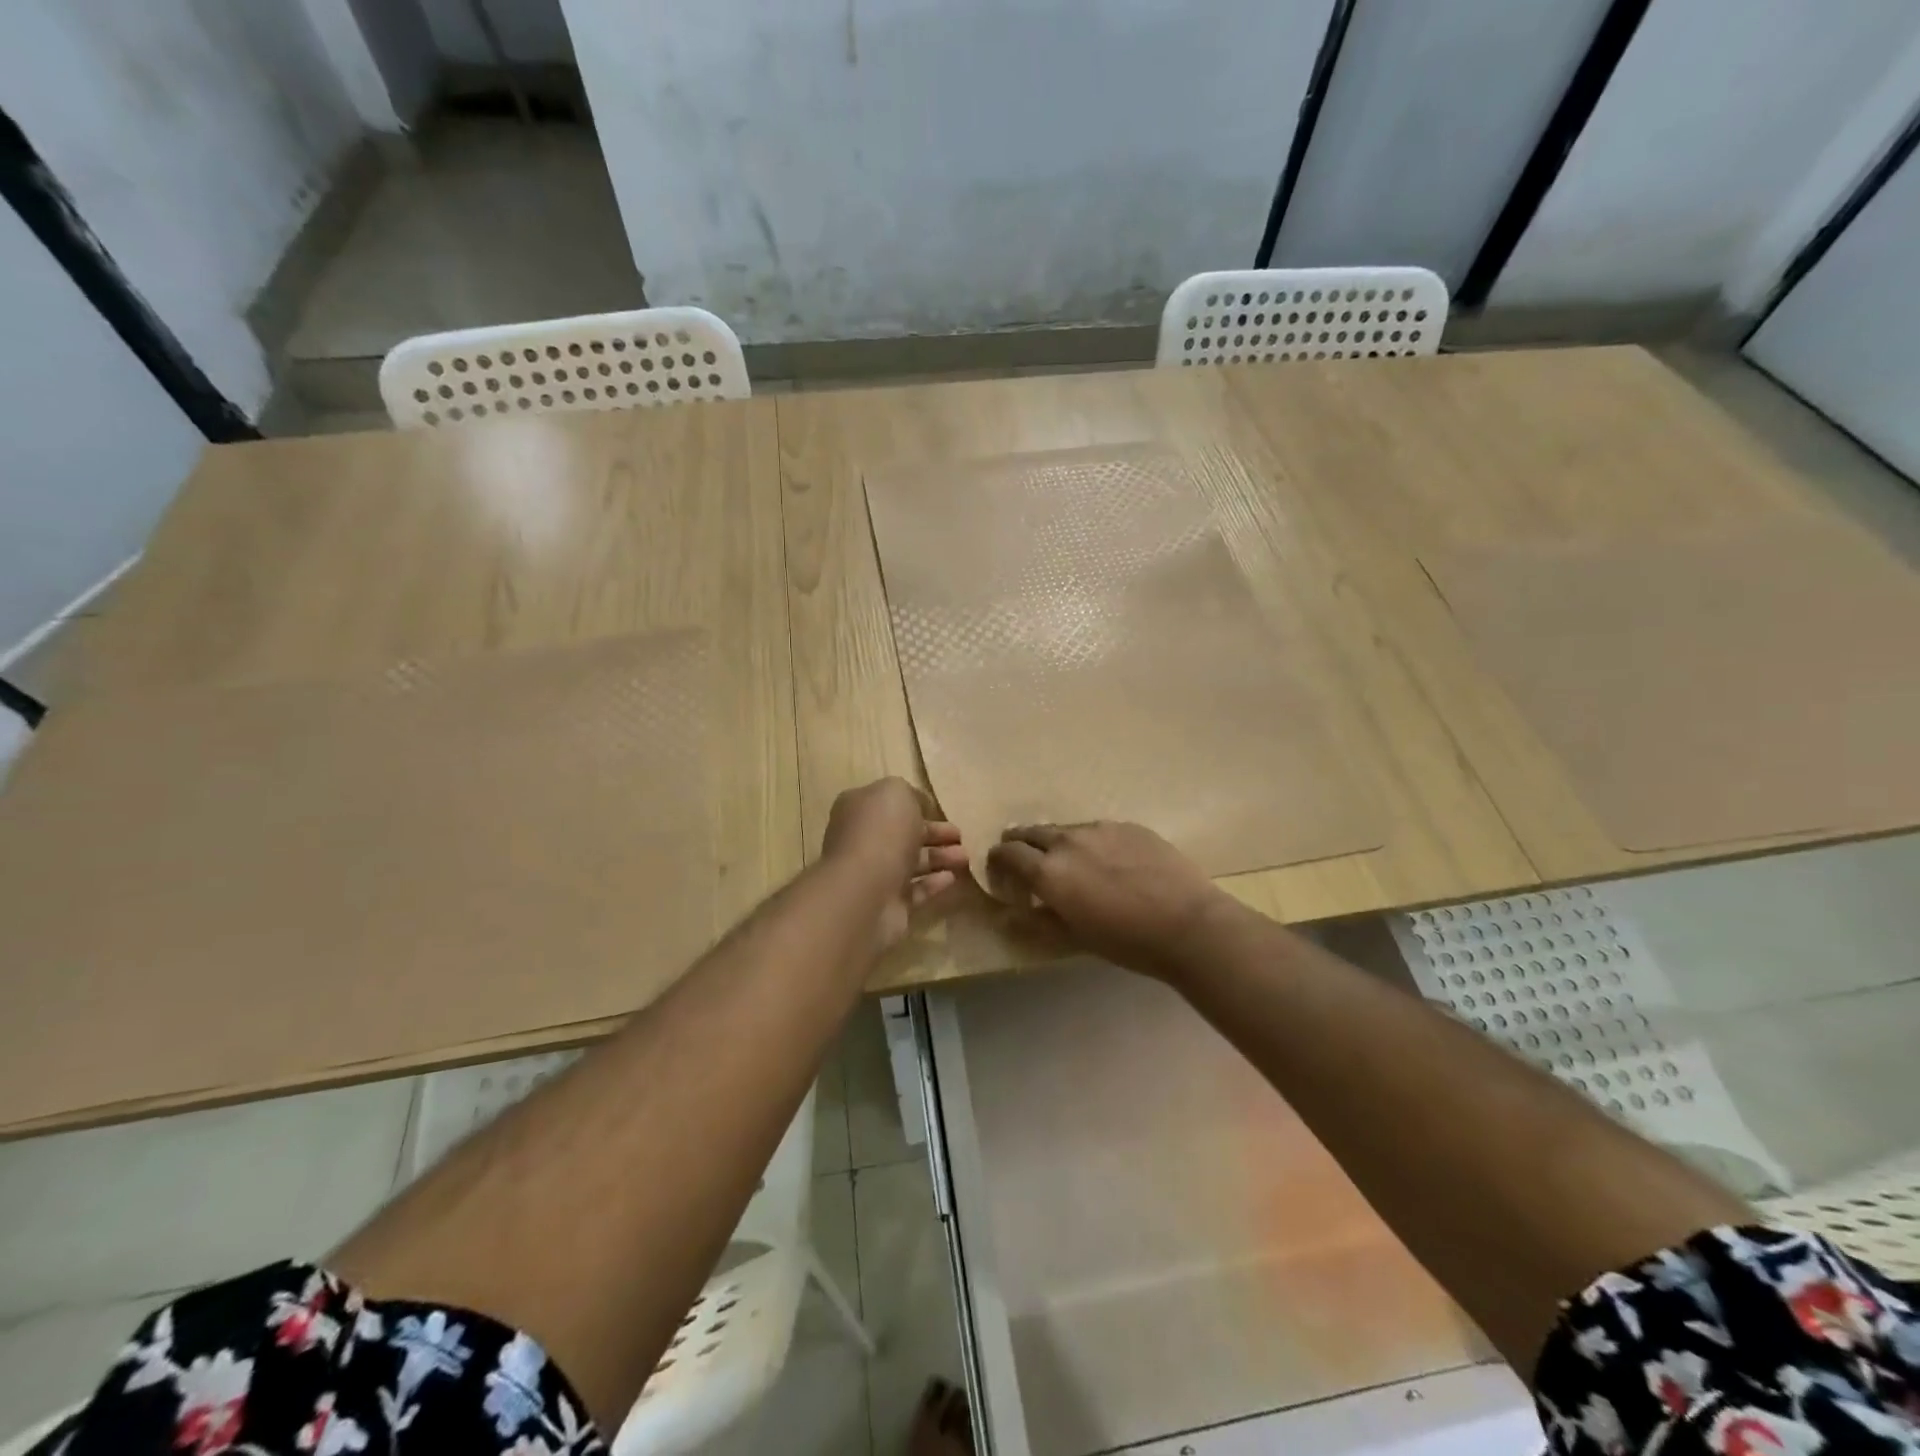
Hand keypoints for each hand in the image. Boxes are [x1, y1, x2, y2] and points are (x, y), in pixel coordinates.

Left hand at [821, 778, 967, 950]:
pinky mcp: (888, 904)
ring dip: (939, 858)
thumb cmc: (881, 833)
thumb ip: (909, 793)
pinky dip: (933, 883)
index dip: (915, 805)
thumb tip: (919, 805)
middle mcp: (863, 841)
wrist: (864, 893)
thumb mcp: (896, 792)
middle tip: (961, 836)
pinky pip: (915, 890)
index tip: (940, 808)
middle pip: (903, 834)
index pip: (889, 804)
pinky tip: (952, 878)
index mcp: (859, 810)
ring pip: (911, 862)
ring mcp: (874, 874)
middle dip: (934, 834)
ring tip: (965, 857)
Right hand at [984, 821, 1231, 978]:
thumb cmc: (1127, 941)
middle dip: (1020, 842)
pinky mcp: (1128, 825)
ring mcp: (1100, 828)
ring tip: (1067, 858)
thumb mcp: (1075, 938)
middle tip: (1022, 856)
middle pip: (1031, 832)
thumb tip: (1012, 913)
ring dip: (1056, 841)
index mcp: (1048, 871)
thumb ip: (1039, 920)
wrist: (1188, 923)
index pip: (1008, 854)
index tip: (998, 867)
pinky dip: (1090, 841)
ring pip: (1065, 828)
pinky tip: (1107, 859)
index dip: (998, 859)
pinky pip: (1097, 829)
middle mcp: (1067, 841)